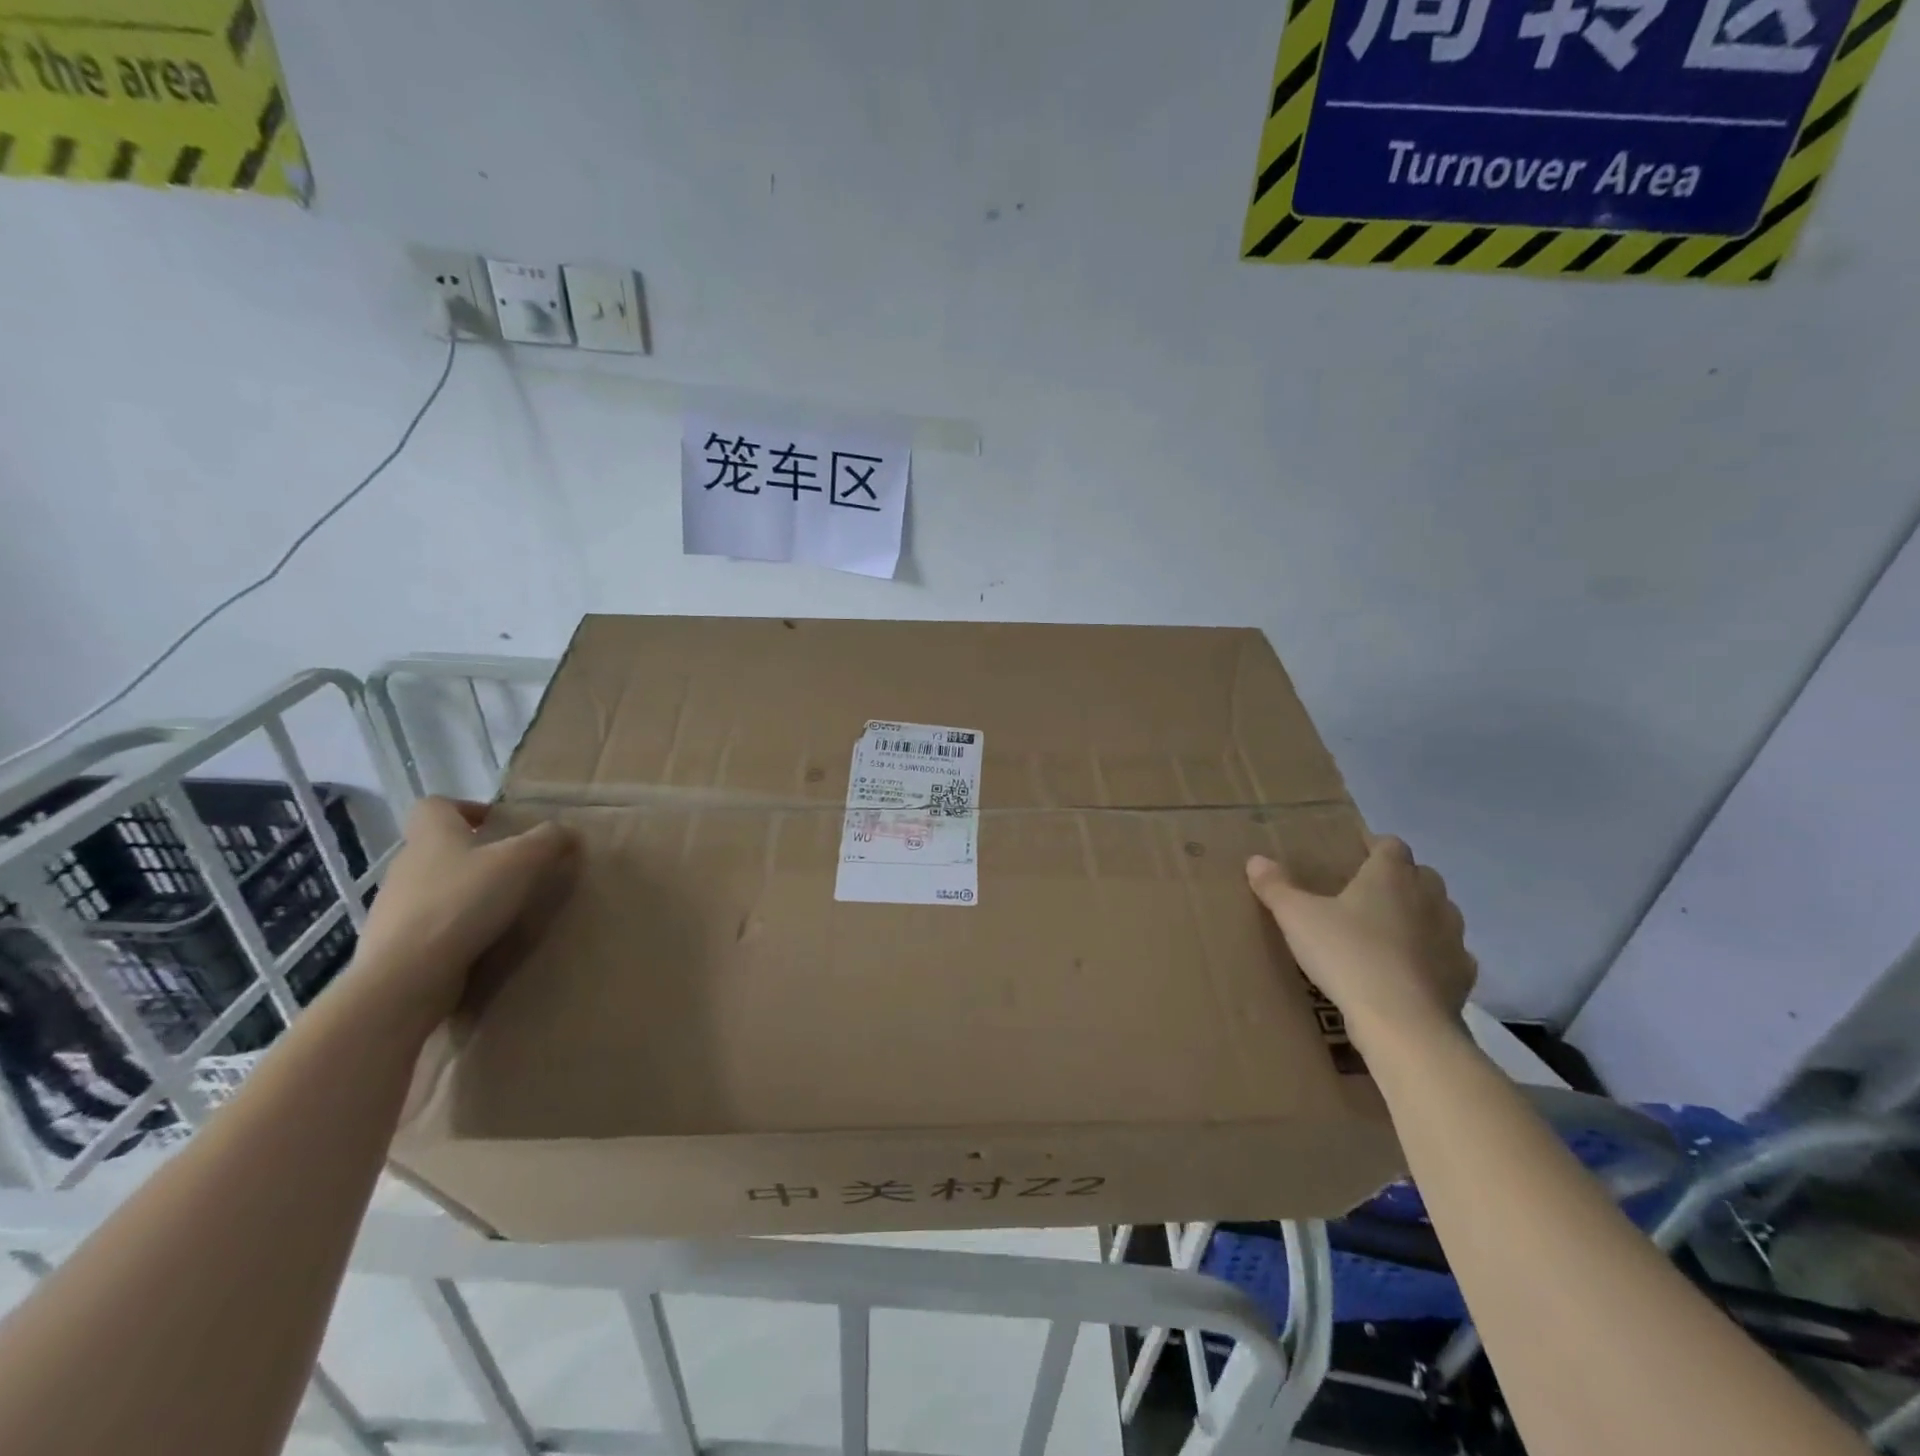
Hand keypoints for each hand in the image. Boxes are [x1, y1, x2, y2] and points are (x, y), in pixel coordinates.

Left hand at [350, 798, 575, 1026]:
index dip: (466, 809)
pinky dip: (453, 930)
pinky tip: (480, 944)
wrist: (406, 975)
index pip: (436, 806)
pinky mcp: (394, 944)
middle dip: (474, 856)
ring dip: (464, 894)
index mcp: (432, 835)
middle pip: (438, 848)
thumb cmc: (465, 901)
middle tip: (514, 871)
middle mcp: (407, 865)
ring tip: (502, 912)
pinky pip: (429, 927)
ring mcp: (394, 907)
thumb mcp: (523, 861)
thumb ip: (550, 840)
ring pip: (434, 888)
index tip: (497, 826)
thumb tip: (568, 830)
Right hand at [1246, 837, 1475, 1053]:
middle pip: (1422, 875)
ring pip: (1441, 913)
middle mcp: (1429, 897)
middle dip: (1400, 879)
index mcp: (1390, 876)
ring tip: (1389, 932)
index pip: (1391, 845)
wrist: (1402, 1021)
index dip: (1374, 847)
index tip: (1355, 856)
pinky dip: (1433, 956)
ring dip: (1421, 916)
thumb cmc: (1347, 954)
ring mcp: (1452, 936)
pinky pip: (1450, 954)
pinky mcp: (1463, 974)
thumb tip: (1256, 860)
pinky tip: (1410, 971)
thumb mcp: (1296, 917)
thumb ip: (1276, 887)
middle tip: (1367, 895)